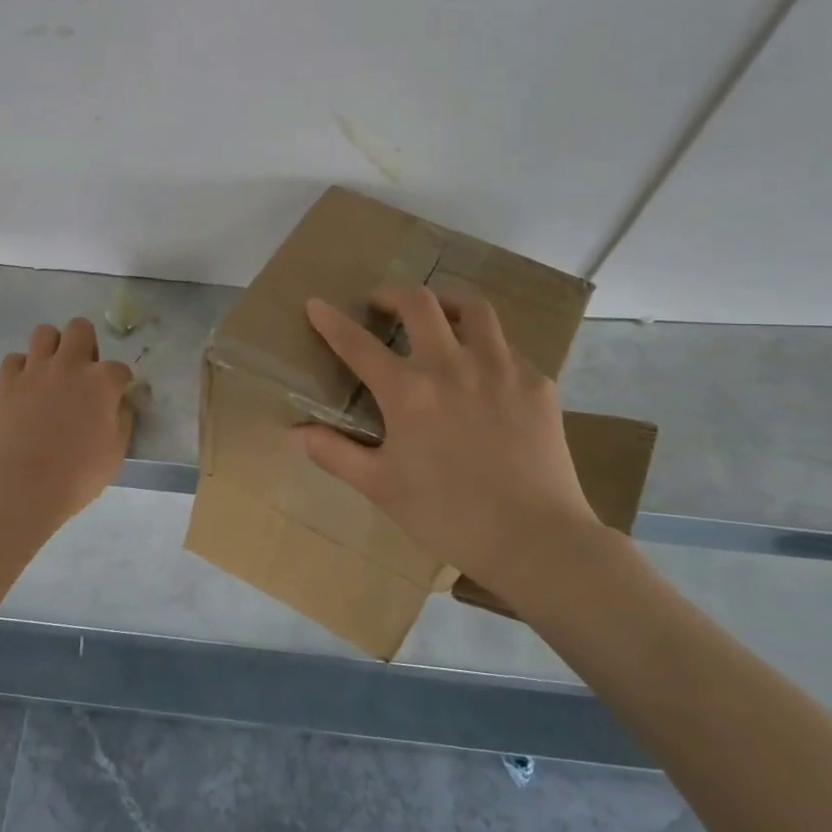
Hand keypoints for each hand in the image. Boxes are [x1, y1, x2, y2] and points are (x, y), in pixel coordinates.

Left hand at [0, 317, 134, 528]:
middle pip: (80, 328)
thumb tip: (122, 402)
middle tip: (83, 371)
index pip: (120, 368)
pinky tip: (27, 387)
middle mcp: (70, 365)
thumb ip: (123, 418)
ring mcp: (35, 370)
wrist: (23, 487)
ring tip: (53, 371)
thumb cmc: (78, 474)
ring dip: (53, 347)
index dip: (120, 382)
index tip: (116, 397)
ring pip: (44, 332)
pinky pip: (15, 358)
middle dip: (86, 344)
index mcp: (102, 381)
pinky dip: (23, 368)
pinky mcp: (6, 381)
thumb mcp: (116, 451)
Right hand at [295, 285, 612, 606]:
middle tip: (380, 303)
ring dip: (446, 301)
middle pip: (418, 302)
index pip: (357, 343)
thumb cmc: (448, 515)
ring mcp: (500, 368)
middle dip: (391, 293)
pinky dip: (486, 345)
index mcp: (408, 391)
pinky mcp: (536, 382)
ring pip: (473, 307)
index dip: (331, 321)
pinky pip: (507, 346)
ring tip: (437, 314)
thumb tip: (295, 433)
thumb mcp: (381, 487)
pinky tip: (484, 369)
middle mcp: (452, 365)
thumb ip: (335, 454)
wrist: (535, 539)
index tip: (316, 304)